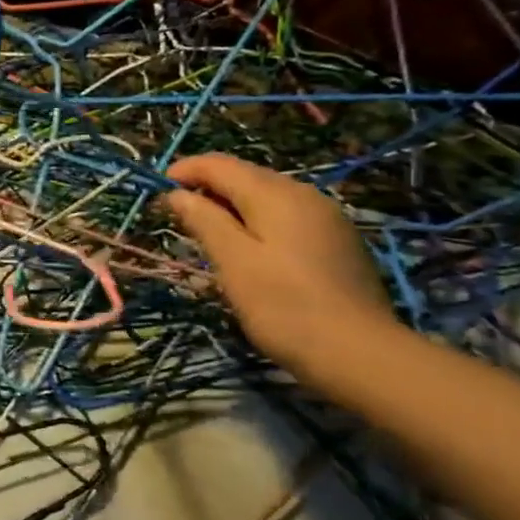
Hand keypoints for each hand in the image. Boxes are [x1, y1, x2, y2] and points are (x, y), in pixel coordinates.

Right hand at [164, 153, 395, 378]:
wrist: (360, 354)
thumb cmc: (283, 305)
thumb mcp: (233, 261)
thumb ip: (204, 220)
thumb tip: (178, 194)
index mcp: (275, 194)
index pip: (220, 165)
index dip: (186, 170)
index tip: (158, 189)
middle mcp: (304, 195)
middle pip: (246, 176)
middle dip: (208, 187)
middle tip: (178, 214)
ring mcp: (326, 218)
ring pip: (268, 197)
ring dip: (232, 205)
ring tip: (207, 232)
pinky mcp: (337, 242)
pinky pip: (287, 217)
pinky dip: (258, 221)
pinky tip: (249, 248)